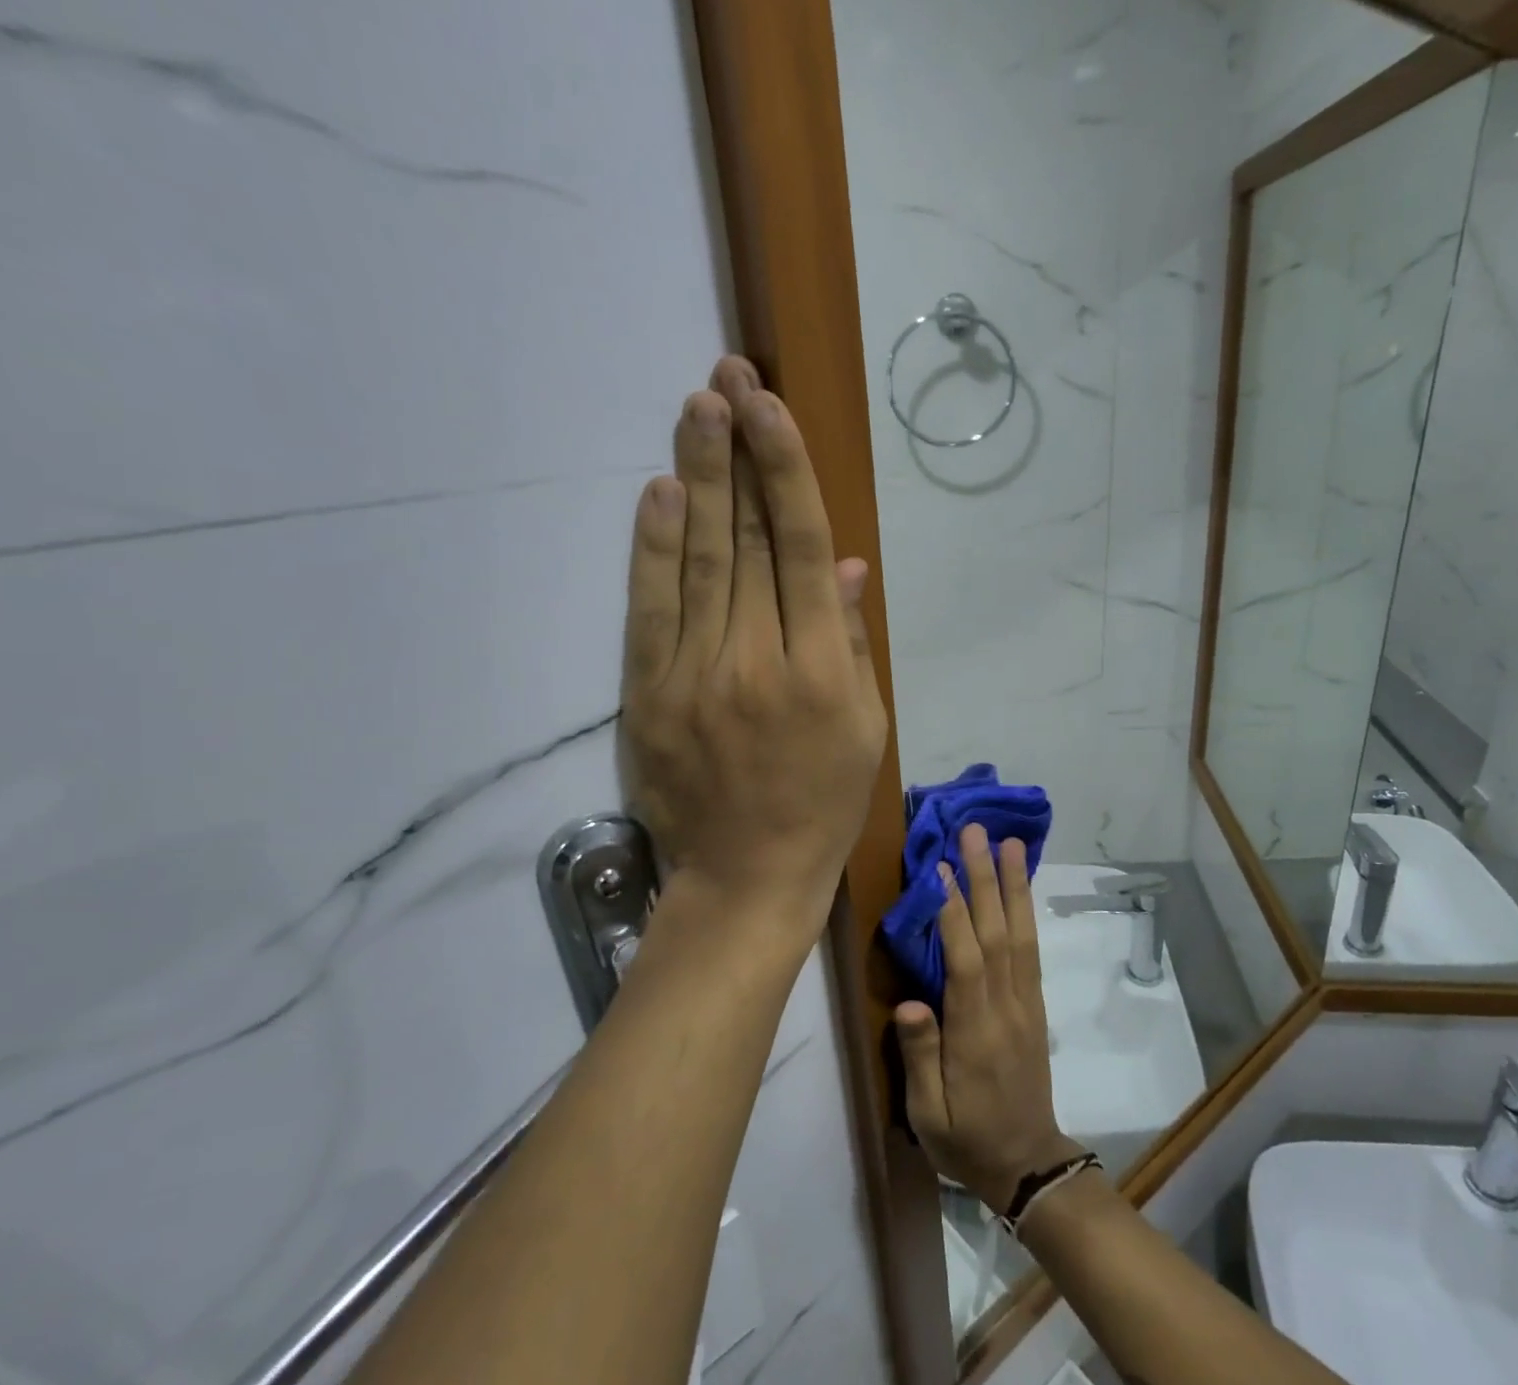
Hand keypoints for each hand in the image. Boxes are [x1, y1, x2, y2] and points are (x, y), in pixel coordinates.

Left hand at [622, 357, 887, 945]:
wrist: (747, 875)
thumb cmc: (823, 804)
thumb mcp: (865, 728)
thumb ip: (852, 642)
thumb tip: (844, 564)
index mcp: (823, 668)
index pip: (802, 548)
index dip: (786, 471)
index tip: (771, 408)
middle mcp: (760, 659)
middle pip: (746, 538)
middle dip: (737, 451)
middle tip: (727, 376)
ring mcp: (698, 675)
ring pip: (698, 561)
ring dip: (697, 478)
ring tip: (696, 407)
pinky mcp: (651, 695)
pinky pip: (652, 610)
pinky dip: (654, 549)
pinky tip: (659, 494)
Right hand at [894, 825, 1083, 1211]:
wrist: (1028, 1163)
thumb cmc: (967, 1140)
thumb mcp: (930, 1116)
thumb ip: (920, 1057)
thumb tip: (908, 1002)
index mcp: (976, 1032)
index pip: (965, 960)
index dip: (953, 911)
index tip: (941, 867)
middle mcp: (1006, 1006)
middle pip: (996, 932)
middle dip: (985, 878)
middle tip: (976, 832)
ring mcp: (1026, 1001)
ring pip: (1020, 934)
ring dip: (1013, 885)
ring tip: (1009, 843)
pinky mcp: (1035, 1003)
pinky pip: (1031, 949)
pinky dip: (1026, 911)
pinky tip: (1019, 886)